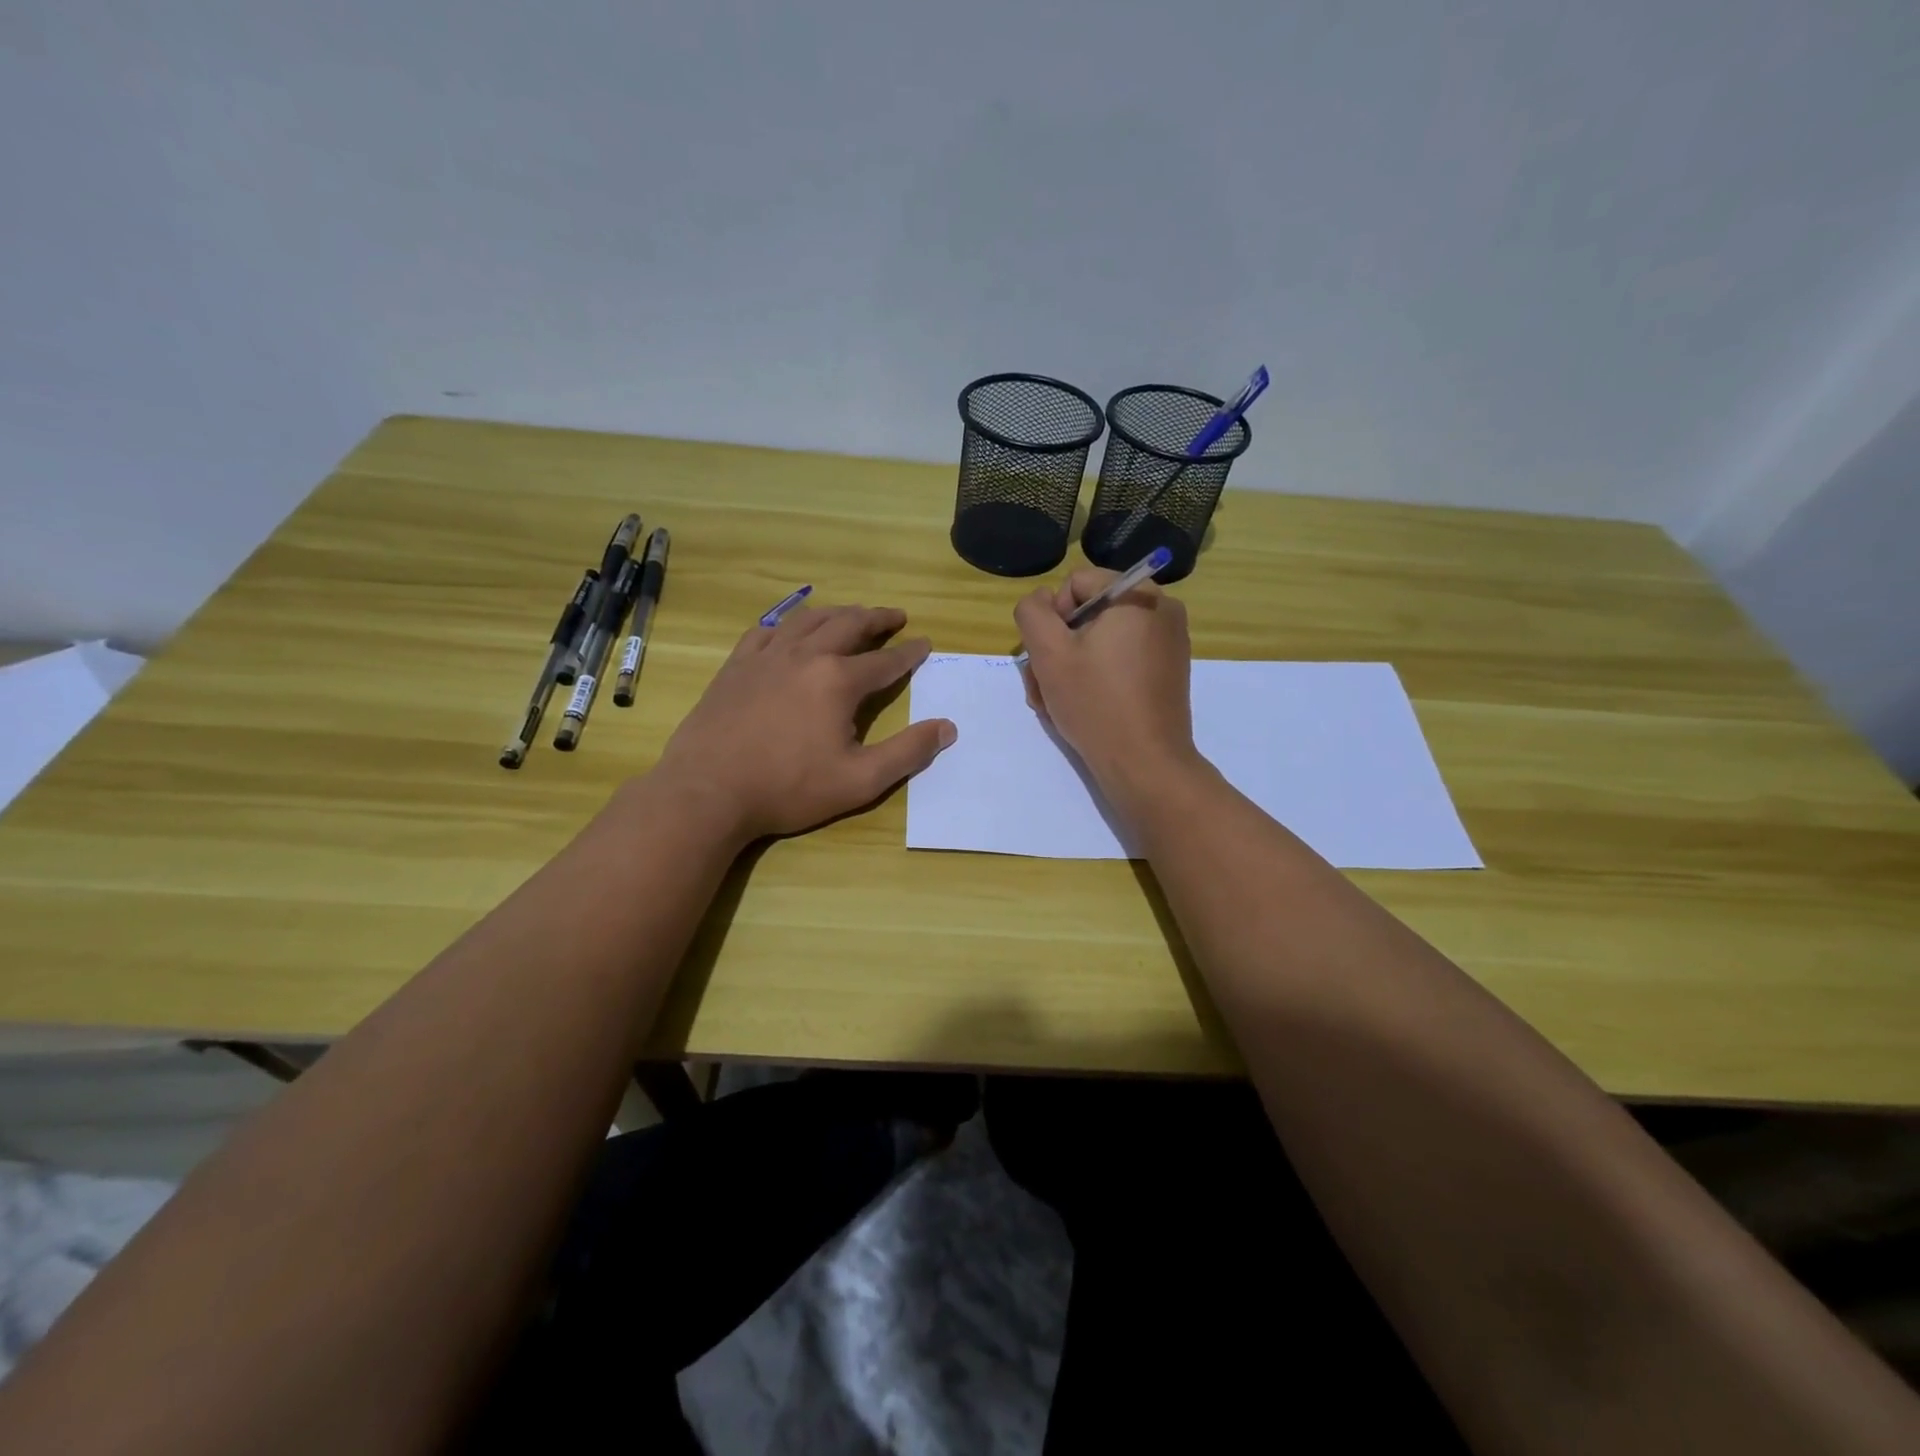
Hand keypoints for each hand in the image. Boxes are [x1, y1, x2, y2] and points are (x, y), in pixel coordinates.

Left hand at [653, 603, 955, 843]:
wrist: (708, 791)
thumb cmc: (788, 788)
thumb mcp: (860, 780)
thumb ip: (907, 753)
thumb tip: (947, 728)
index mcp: (838, 681)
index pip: (885, 661)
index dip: (909, 653)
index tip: (925, 644)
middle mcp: (805, 656)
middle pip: (848, 625)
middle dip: (877, 618)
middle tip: (896, 616)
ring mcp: (766, 657)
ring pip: (808, 620)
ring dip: (836, 613)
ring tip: (852, 613)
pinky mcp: (736, 666)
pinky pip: (765, 631)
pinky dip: (786, 624)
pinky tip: (789, 629)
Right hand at [1013, 569, 1197, 796]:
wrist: (1144, 764)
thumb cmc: (1095, 703)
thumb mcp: (1048, 652)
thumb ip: (1032, 612)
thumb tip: (1042, 601)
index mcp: (1139, 595)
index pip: (1076, 583)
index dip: (1053, 617)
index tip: (1050, 656)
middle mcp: (1162, 610)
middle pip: (1089, 613)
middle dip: (1059, 647)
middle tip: (1043, 685)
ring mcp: (1169, 643)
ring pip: (1101, 639)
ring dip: (1071, 666)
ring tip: (1055, 702)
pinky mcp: (1167, 672)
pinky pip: (1121, 659)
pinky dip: (1097, 676)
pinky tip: (1082, 706)